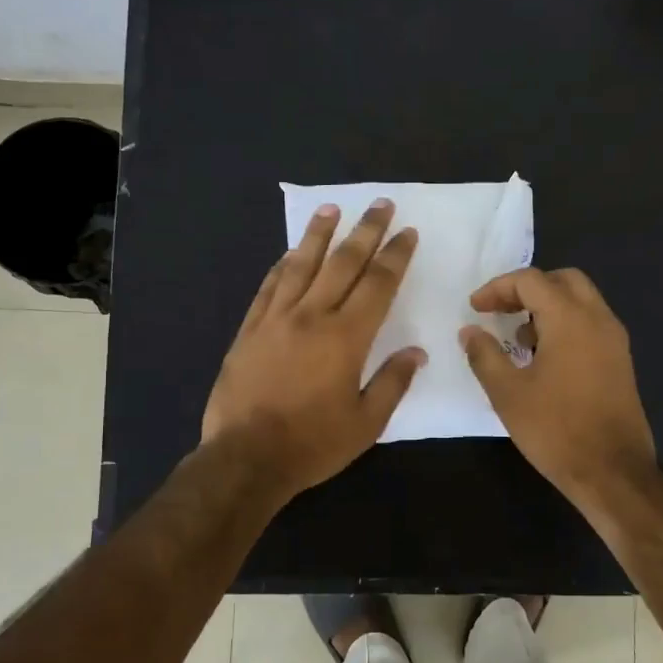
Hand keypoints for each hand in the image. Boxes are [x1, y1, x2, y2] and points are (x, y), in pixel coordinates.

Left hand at [203, 199, 424, 501]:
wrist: (246, 458)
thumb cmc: (313, 444)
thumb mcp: (366, 423)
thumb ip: (393, 382)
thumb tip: (416, 352)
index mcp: (346, 337)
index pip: (378, 284)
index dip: (395, 255)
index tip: (407, 232)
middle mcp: (312, 316)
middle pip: (343, 263)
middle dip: (366, 231)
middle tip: (380, 204)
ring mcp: (276, 319)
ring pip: (301, 265)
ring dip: (319, 235)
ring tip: (332, 209)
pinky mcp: (249, 330)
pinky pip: (268, 287)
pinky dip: (282, 266)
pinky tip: (290, 254)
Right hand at [459, 268, 657, 512]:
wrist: (613, 471)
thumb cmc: (555, 429)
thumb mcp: (507, 393)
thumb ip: (485, 355)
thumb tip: (469, 331)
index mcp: (570, 319)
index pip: (531, 280)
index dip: (497, 288)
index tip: (475, 309)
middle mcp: (598, 319)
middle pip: (562, 280)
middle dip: (527, 289)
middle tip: (500, 311)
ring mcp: (614, 340)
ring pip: (580, 301)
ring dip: (547, 307)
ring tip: (518, 338)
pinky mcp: (620, 361)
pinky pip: (590, 324)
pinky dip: (565, 325)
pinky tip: (544, 359)